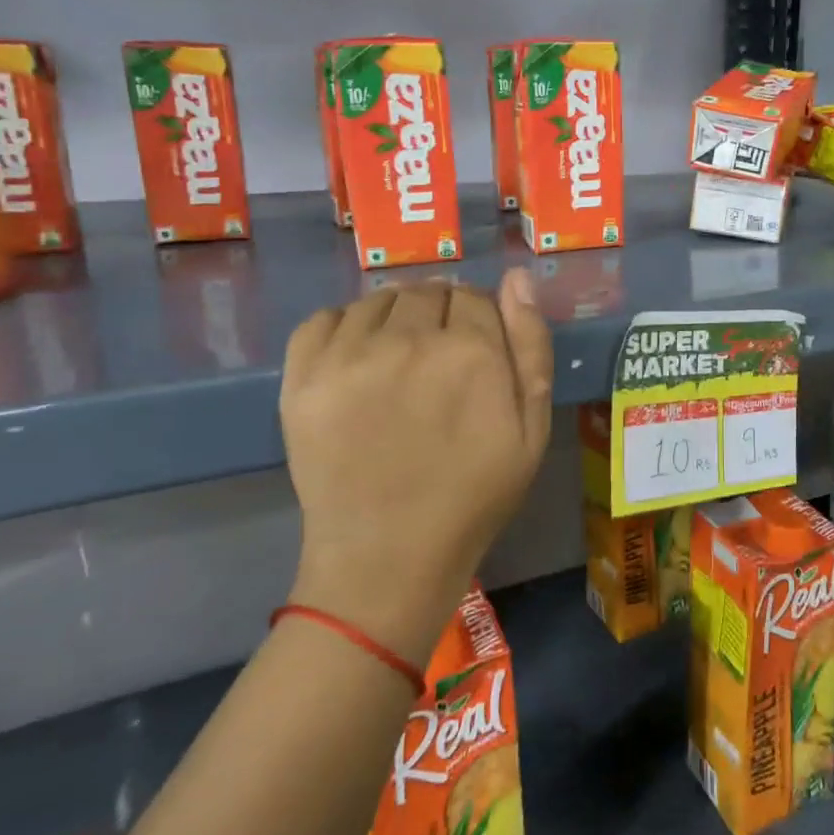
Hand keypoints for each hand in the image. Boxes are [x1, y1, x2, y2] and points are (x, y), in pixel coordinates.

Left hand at [278, 271, 553, 663]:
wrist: (388, 557)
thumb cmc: (474, 495)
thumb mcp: (531, 428)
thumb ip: (530, 346)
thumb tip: (517, 277)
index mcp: (471, 350)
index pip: (475, 296)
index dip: (481, 320)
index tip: (477, 352)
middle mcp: (408, 339)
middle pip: (428, 292)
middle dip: (440, 314)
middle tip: (438, 362)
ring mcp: (348, 356)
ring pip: (377, 300)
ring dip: (394, 318)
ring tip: (397, 362)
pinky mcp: (302, 377)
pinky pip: (323, 319)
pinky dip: (343, 327)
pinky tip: (357, 359)